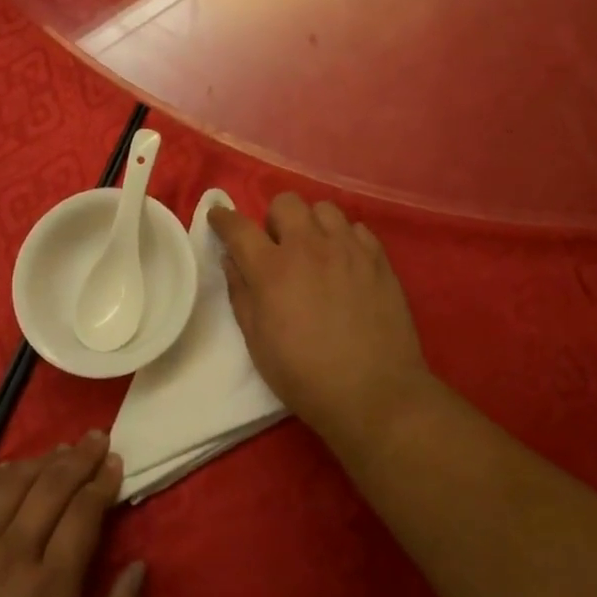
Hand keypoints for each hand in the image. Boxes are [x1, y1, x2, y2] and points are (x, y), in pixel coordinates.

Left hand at [0, 432, 143, 596]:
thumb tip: (140, 567)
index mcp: (52, 585)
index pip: (84, 512)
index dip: (103, 481)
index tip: (115, 461)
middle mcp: (13, 554)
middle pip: (51, 486)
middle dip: (79, 457)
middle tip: (95, 437)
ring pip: (11, 483)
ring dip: (39, 460)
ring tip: (57, 449)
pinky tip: (7, 470)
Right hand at [209, 194, 431, 447]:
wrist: (375, 393)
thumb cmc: (305, 376)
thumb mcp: (257, 342)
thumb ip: (241, 293)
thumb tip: (232, 259)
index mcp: (272, 269)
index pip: (239, 227)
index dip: (223, 218)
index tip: (218, 217)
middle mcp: (309, 247)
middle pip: (285, 203)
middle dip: (274, 219)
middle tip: (278, 248)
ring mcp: (347, 248)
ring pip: (324, 208)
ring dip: (312, 225)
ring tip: (316, 251)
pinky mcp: (378, 258)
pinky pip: (356, 228)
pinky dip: (345, 238)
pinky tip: (345, 263)